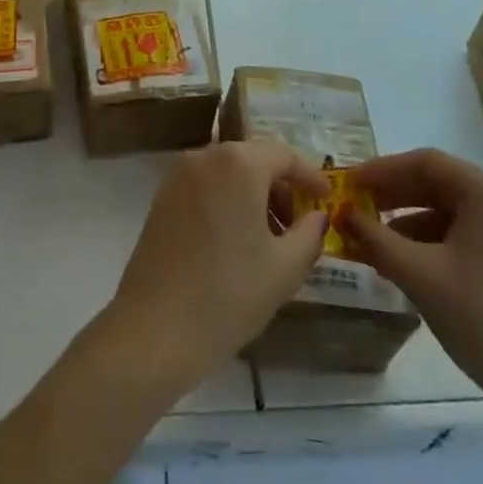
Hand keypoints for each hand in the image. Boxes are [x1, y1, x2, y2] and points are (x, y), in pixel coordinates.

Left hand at [103, 142, 328, 394]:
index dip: (310, 175)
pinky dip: (226, 201)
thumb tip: (317, 216)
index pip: (284, 155)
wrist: (154, 328)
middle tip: (300, 223)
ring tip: (270, 238)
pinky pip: (205, 187)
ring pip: (228, 173)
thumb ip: (310, 234)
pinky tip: (236, 241)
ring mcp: (179, 175)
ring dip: (253, 195)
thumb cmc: (228, 294)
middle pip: (254, 160)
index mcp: (239, 163)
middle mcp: (206, 156)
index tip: (328, 197)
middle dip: (281, 187)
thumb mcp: (285, 269)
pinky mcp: (162, 198)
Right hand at [342, 149, 482, 436]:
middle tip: (356, 210)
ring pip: (454, 214)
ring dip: (412, 224)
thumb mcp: (420, 277)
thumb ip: (376, 239)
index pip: (426, 162)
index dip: (382, 170)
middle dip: (394, 197)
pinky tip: (412, 267)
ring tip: (376, 245)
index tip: (348, 185)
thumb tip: (342, 214)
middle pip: (441, 185)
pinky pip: (471, 238)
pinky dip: (437, 245)